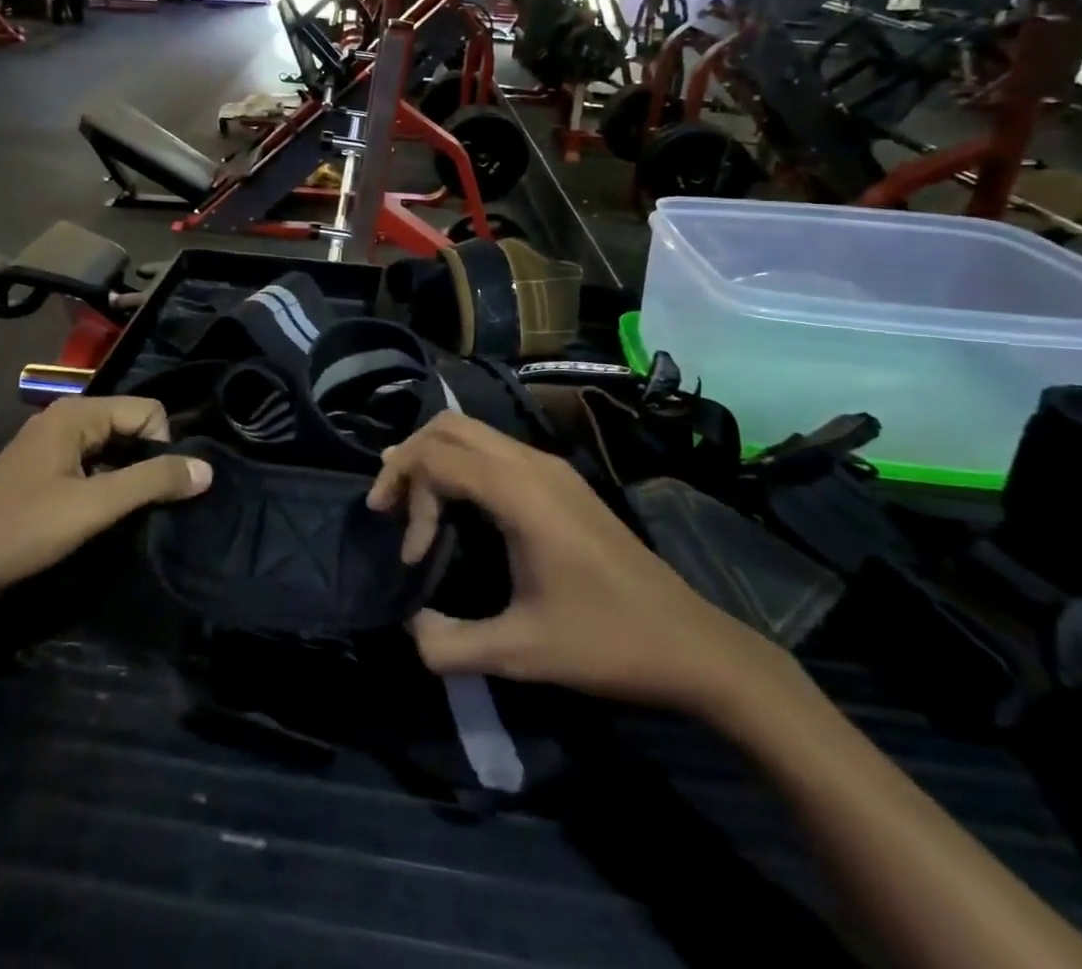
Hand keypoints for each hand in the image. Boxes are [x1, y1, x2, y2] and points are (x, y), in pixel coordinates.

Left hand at [0, 397, 209, 616]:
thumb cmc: (24, 530)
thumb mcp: (95, 506)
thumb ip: (152, 482)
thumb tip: (207, 469)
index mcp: (76, 413)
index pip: (148, 410)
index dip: (162, 446)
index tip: (155, 489)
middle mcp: (63, 417)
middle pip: (130, 424)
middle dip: (146, 459)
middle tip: (144, 503)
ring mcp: (48, 443)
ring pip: (111, 446)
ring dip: (125, 474)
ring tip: (124, 511)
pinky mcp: (41, 469)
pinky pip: (90, 461)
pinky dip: (105, 481)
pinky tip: (97, 513)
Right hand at [367, 414, 772, 715]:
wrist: (694, 644)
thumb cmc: (607, 643)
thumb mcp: (521, 654)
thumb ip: (450, 644)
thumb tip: (409, 627)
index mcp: (521, 492)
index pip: (438, 457)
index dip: (408, 496)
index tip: (410, 555)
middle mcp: (533, 463)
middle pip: (448, 427)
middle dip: (409, 460)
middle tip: (388, 508)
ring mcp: (550, 467)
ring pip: (470, 432)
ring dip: (434, 460)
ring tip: (412, 507)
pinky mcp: (560, 480)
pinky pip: (493, 450)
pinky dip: (460, 465)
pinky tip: (456, 507)